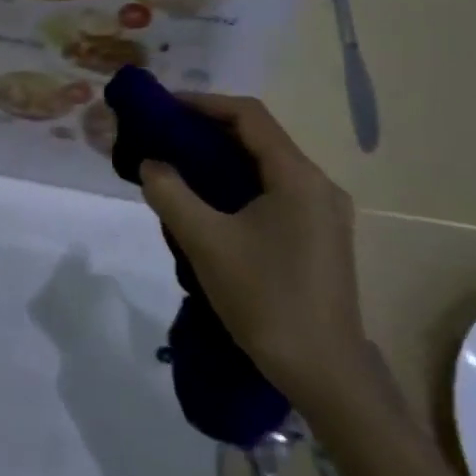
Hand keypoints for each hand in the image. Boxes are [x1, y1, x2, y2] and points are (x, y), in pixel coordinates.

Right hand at [137, 94, 361, 403]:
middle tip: (163, 137)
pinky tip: (210, 206)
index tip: (163, 107)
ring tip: (179, 168)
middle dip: (208, 132)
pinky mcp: (320, 238)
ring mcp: (324, 214)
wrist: (323, 372)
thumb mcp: (206, 242)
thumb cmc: (265, 299)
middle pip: (259, 139)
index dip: (204, 103)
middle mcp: (318, 186)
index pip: (249, 117)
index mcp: (298, 177)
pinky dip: (238, 186)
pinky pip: (274, 194)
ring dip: (222, 161)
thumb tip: (151, 163)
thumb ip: (171, 194)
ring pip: (266, 168)